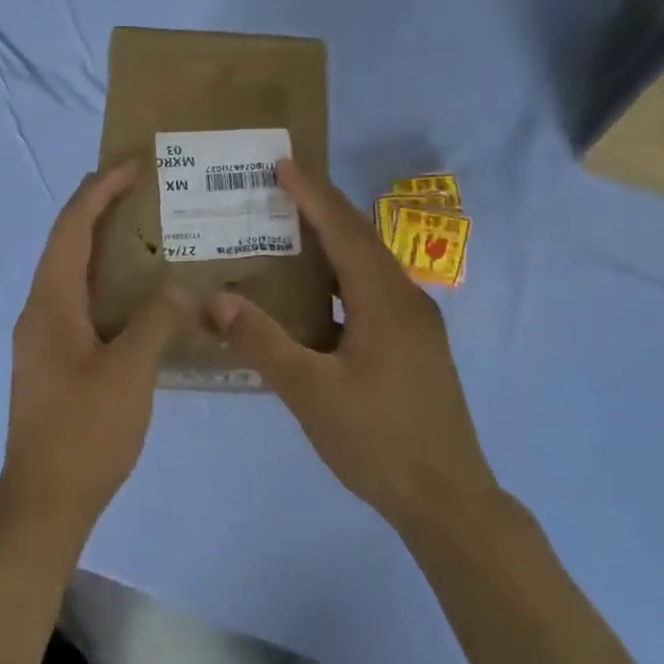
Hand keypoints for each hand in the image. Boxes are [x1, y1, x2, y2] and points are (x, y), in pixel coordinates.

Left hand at [1, 164, 193, 539]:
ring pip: (71, 276)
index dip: (98, 192)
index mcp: (50, 304)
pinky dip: (105, 285)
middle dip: (98, 211)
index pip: (71, 229)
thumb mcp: (130, 371)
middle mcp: (39, 312)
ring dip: (101, 248)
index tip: (131, 166)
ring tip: (145, 234)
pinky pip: (79, 305)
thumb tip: (185, 286)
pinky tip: (138, 298)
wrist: (45, 500)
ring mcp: (43, 338)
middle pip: (66, 246)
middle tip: (142, 192)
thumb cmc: (85, 431)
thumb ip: (158, 320)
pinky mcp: (53, 361)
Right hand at [207, 160, 497, 535]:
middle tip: (281, 189)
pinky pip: (375, 294)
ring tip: (293, 232)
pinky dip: (343, 279)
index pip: (343, 230)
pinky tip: (319, 297)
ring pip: (370, 268)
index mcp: (384, 301)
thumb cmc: (377, 440)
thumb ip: (262, 341)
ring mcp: (417, 326)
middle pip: (361, 240)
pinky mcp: (416, 348)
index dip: (311, 195)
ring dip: (335, 244)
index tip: (282, 164)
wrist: (447, 499)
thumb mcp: (309, 392)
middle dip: (323, 209)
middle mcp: (407, 301)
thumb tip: (216, 298)